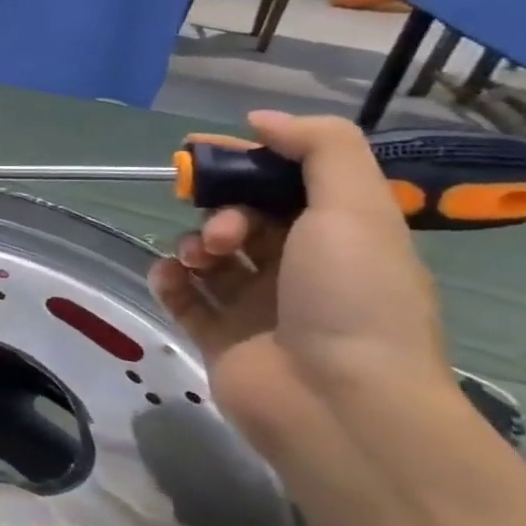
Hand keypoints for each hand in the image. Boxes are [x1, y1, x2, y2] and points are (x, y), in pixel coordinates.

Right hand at [147, 112, 454, 464]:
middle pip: (243, 217)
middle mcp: (301, 271)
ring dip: (192, 243)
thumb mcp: (356, 209)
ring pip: (209, 255)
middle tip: (222, 228)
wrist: (339, 404)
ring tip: (199, 259)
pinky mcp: (219, 337)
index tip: (203, 149)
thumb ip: (320, 149)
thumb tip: (261, 120)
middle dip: (220, 208)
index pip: (286, 185)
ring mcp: (258, 307)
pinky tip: (170, 276)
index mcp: (342, 240)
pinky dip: (169, 279)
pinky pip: (183, 295)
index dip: (247, 162)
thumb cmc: (353, 299)